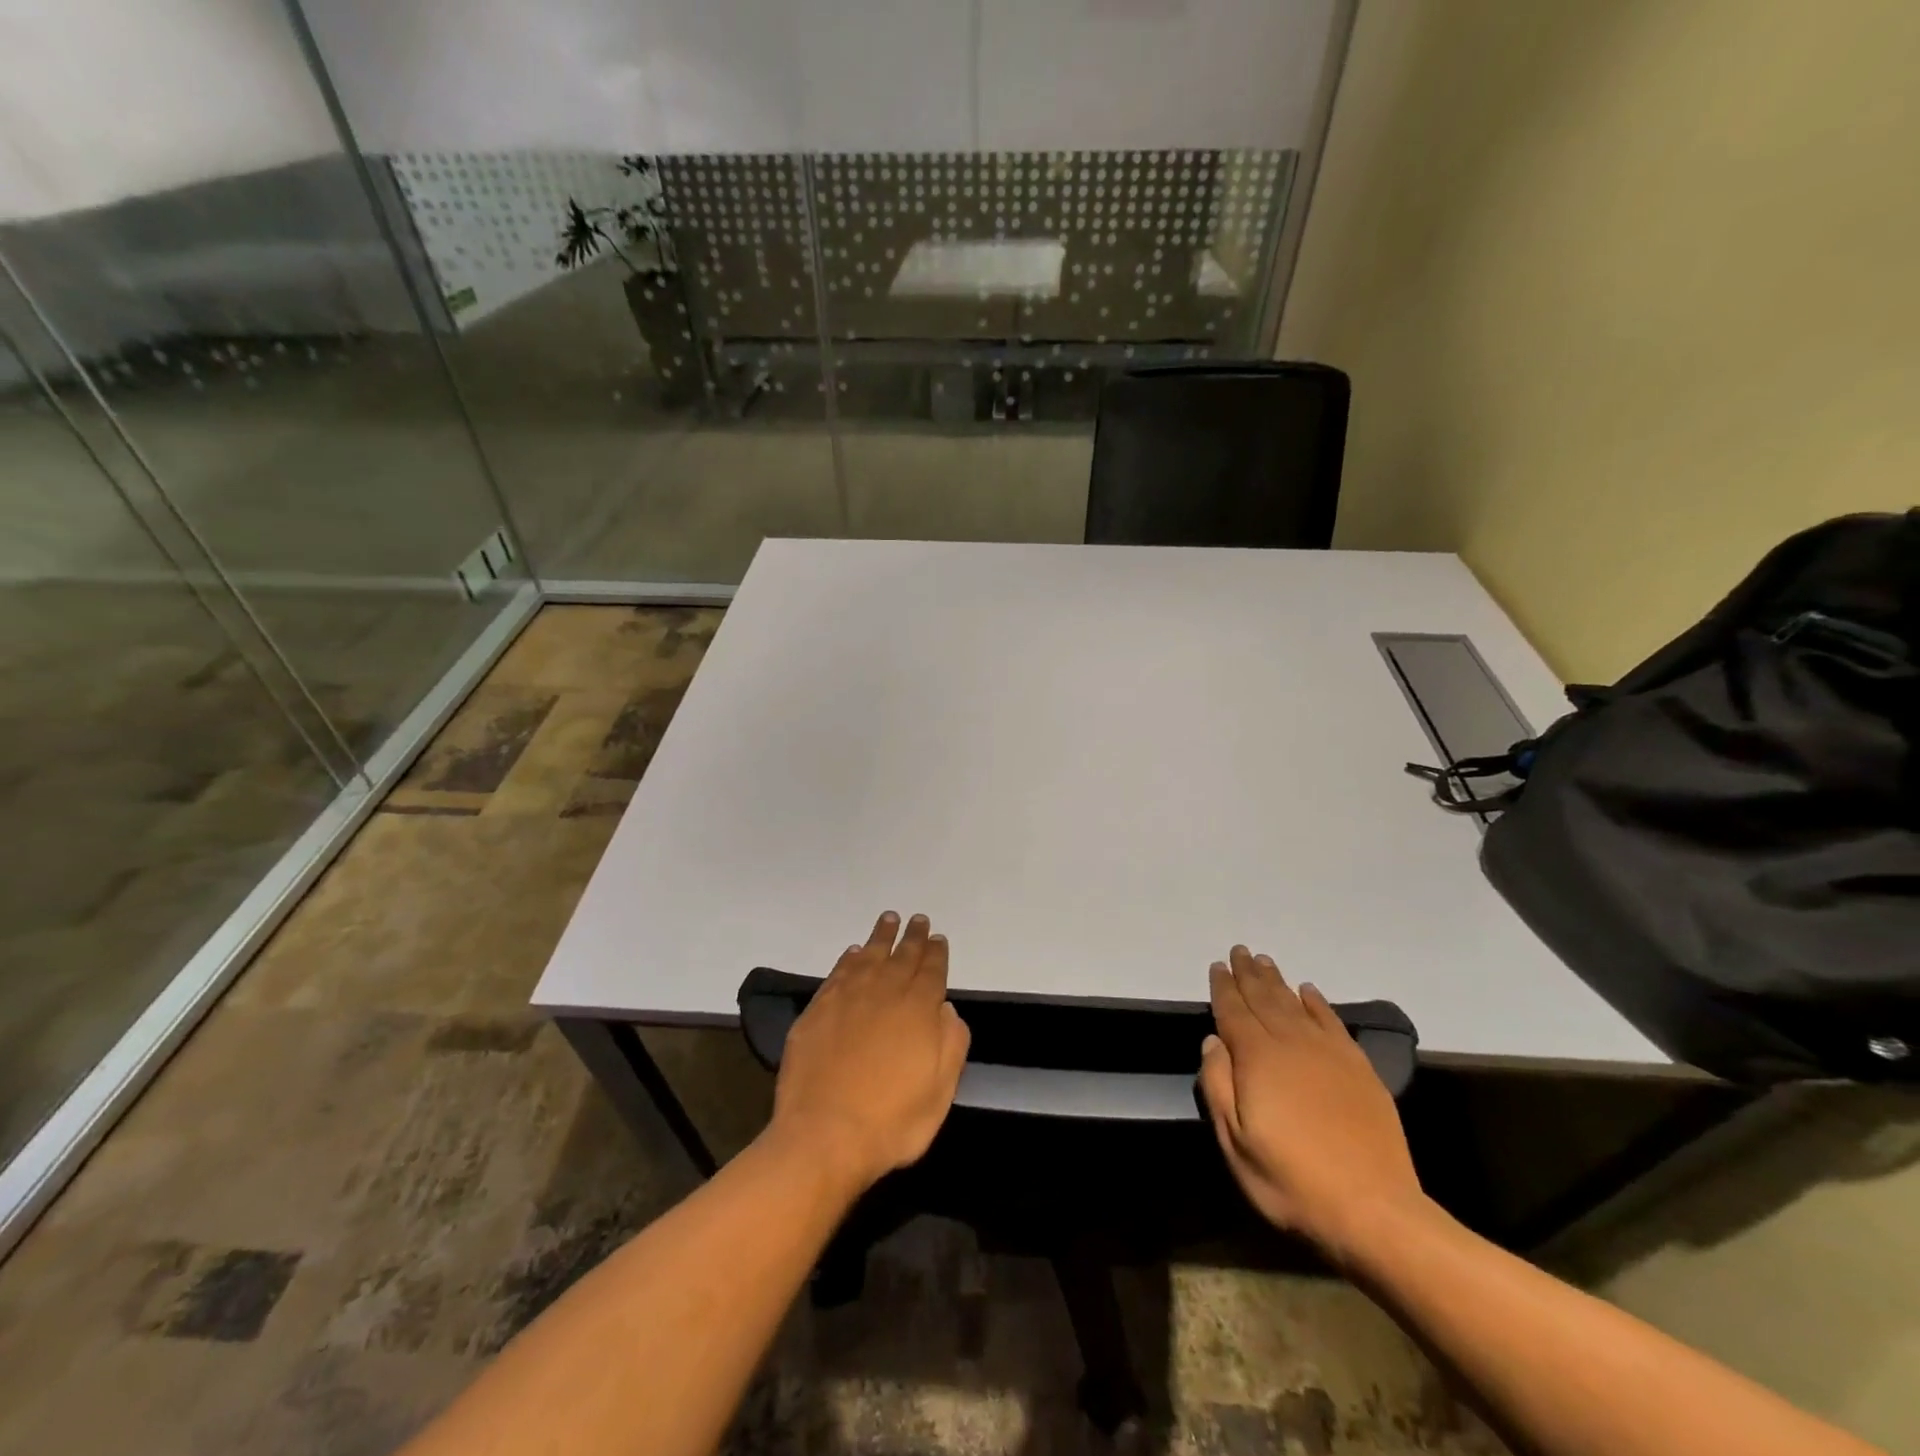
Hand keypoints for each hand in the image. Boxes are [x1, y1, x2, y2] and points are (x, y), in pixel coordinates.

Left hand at [768, 912, 970, 1192]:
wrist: (824, 1135)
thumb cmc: (891, 1121)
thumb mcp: (940, 1092)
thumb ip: (951, 1044)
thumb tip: (946, 1009)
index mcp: (918, 1009)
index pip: (932, 970)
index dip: (936, 953)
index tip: (938, 938)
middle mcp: (884, 993)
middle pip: (902, 956)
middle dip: (912, 937)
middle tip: (918, 920)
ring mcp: (847, 998)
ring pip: (869, 956)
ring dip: (881, 937)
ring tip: (888, 919)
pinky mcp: (817, 1010)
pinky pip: (838, 973)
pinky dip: (848, 959)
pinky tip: (853, 953)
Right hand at [1198, 946, 1424, 1260]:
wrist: (1375, 1210)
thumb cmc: (1292, 1181)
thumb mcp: (1236, 1143)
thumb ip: (1217, 1086)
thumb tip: (1212, 1041)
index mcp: (1257, 1058)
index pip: (1234, 1011)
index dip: (1223, 987)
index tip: (1218, 966)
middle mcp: (1292, 1044)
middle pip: (1265, 999)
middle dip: (1249, 974)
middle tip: (1240, 951)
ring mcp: (1329, 1054)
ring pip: (1296, 1004)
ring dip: (1278, 981)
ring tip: (1265, 961)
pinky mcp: (1359, 1069)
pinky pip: (1333, 1022)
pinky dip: (1318, 1003)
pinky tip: (1310, 992)